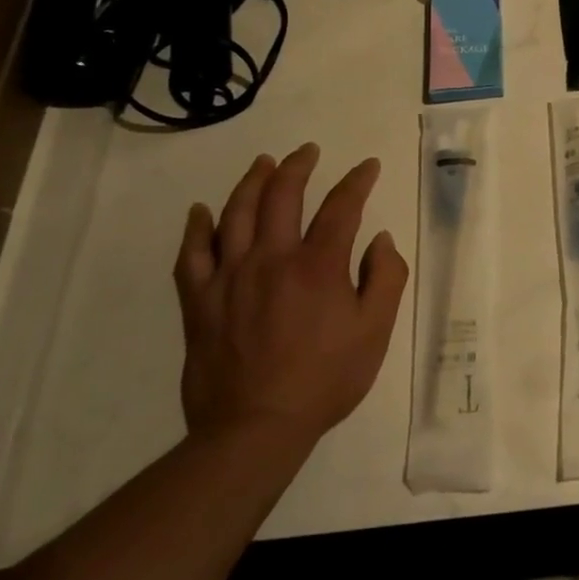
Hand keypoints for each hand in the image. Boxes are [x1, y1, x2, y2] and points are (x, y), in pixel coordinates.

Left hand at [175, 144, 408, 446]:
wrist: (255, 427)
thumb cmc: (326, 379)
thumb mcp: (375, 331)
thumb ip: (385, 278)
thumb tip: (379, 240)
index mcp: (318, 265)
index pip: (342, 207)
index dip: (358, 181)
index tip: (368, 167)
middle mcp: (271, 259)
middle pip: (282, 196)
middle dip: (298, 167)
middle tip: (308, 151)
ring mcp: (229, 277)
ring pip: (237, 214)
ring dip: (252, 182)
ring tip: (263, 163)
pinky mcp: (200, 301)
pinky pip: (192, 254)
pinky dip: (197, 228)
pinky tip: (202, 212)